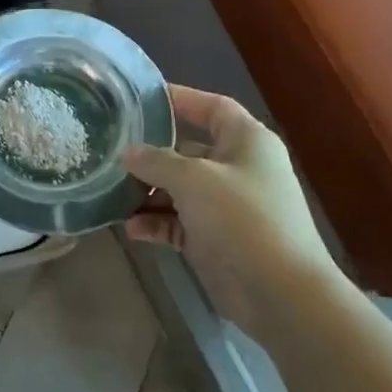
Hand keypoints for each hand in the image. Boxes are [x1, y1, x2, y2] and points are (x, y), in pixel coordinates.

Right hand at [122, 86, 336, 326]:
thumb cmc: (242, 218)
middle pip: (188, 149)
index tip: (138, 99)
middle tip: (111, 150)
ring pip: (179, 188)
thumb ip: (156, 161)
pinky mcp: (215, 239)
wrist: (280, 292)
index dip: (179, 99)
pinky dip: (156, 223)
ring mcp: (226, 205)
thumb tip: (127, 152)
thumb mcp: (194, 179)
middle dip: (151, 153)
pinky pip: (179, 222)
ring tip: (112, 193)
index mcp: (246, 141)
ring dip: (148, 192)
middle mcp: (237, 168)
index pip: (211, 107)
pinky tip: (131, 229)